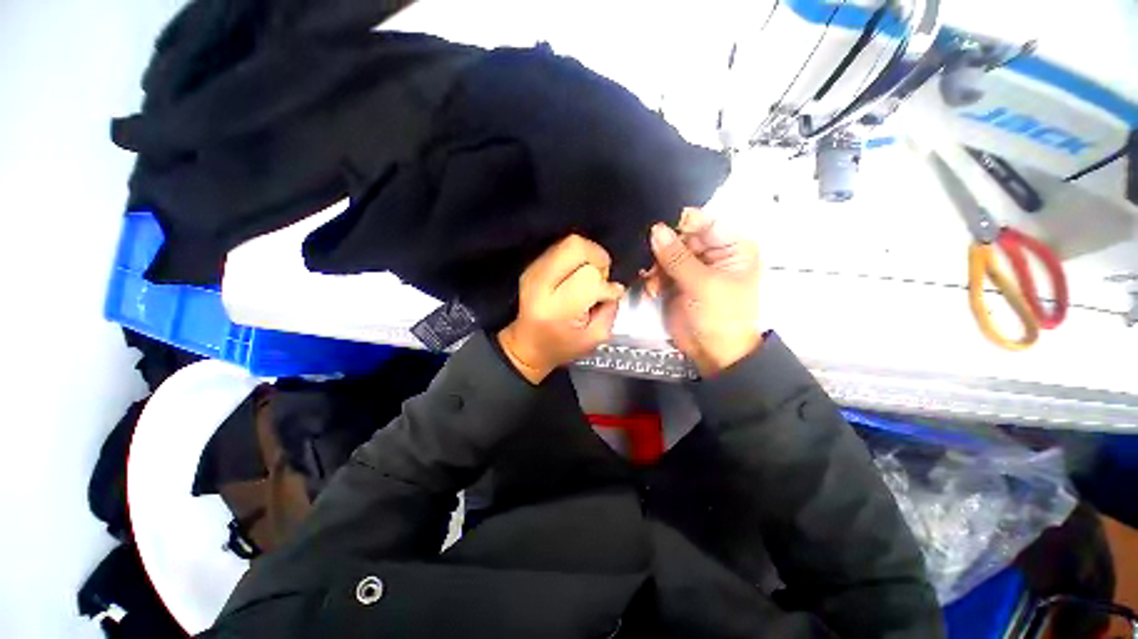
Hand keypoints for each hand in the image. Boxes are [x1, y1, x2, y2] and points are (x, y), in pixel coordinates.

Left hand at [498, 235, 625, 383]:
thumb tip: (614, 286)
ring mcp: (533, 272)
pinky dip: (577, 257)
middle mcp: (540, 285)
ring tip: (589, 277)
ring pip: (569, 243)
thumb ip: (610, 310)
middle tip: (600, 278)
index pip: (589, 278)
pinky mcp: (532, 266)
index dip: (606, 286)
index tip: (608, 296)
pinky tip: (577, 275)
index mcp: (556, 309)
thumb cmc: (562, 346)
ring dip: (588, 257)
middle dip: (598, 259)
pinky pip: (561, 247)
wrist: (528, 345)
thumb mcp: (595, 338)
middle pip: (576, 248)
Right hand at [646, 209, 761, 376]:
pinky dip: (653, 277)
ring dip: (655, 264)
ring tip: (651, 279)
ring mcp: (693, 268)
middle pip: (682, 236)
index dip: (681, 224)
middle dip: (663, 247)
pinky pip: (660, 269)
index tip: (658, 231)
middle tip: (650, 260)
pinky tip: (652, 288)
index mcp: (731, 247)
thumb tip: (657, 230)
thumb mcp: (703, 284)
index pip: (705, 222)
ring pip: (667, 252)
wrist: (714, 353)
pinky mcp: (677, 282)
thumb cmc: (722, 318)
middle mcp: (712, 253)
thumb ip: (678, 257)